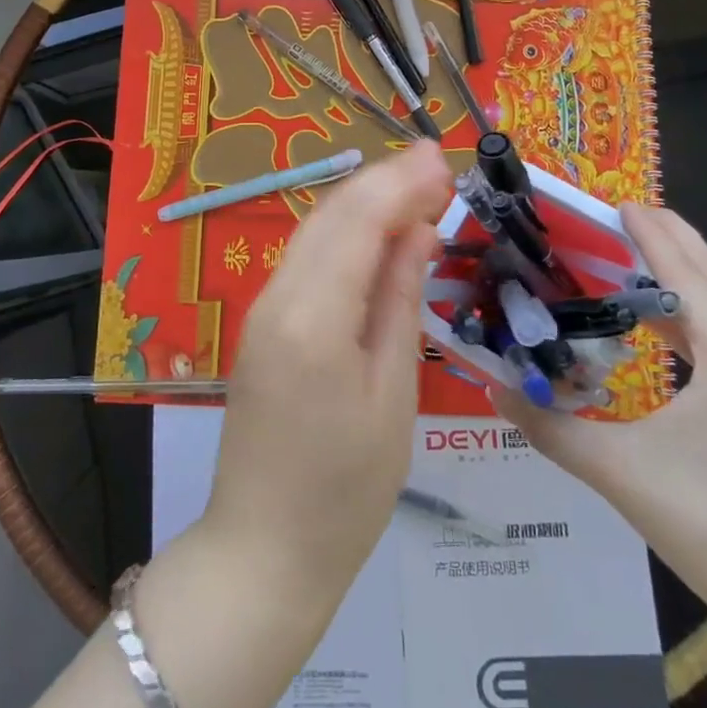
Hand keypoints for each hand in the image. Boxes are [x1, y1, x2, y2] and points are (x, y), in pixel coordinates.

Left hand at [200, 139, 452, 602]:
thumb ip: (400, 300)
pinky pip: (305, 261)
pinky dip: (344, 235)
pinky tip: (376, 234)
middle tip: (437, 164)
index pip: (358, 220)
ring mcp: (262, 309)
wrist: (264, 550)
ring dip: (363, 202)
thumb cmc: (346, 490)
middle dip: (384, 181)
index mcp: (313, 316)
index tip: (444, 156)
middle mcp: (278, 297)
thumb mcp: (392, 394)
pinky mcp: (262, 325)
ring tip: (415, 187)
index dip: (400, 181)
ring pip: (315, 231)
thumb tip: (418, 230)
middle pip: (332, 214)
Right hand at [492, 203, 706, 636]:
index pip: (688, 276)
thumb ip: (552, 427)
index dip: (653, 236)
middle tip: (626, 214)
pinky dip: (701, 313)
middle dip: (674, 241)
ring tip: (642, 253)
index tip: (620, 202)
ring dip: (690, 274)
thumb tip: (494, 389)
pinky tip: (668, 322)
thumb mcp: (621, 473)